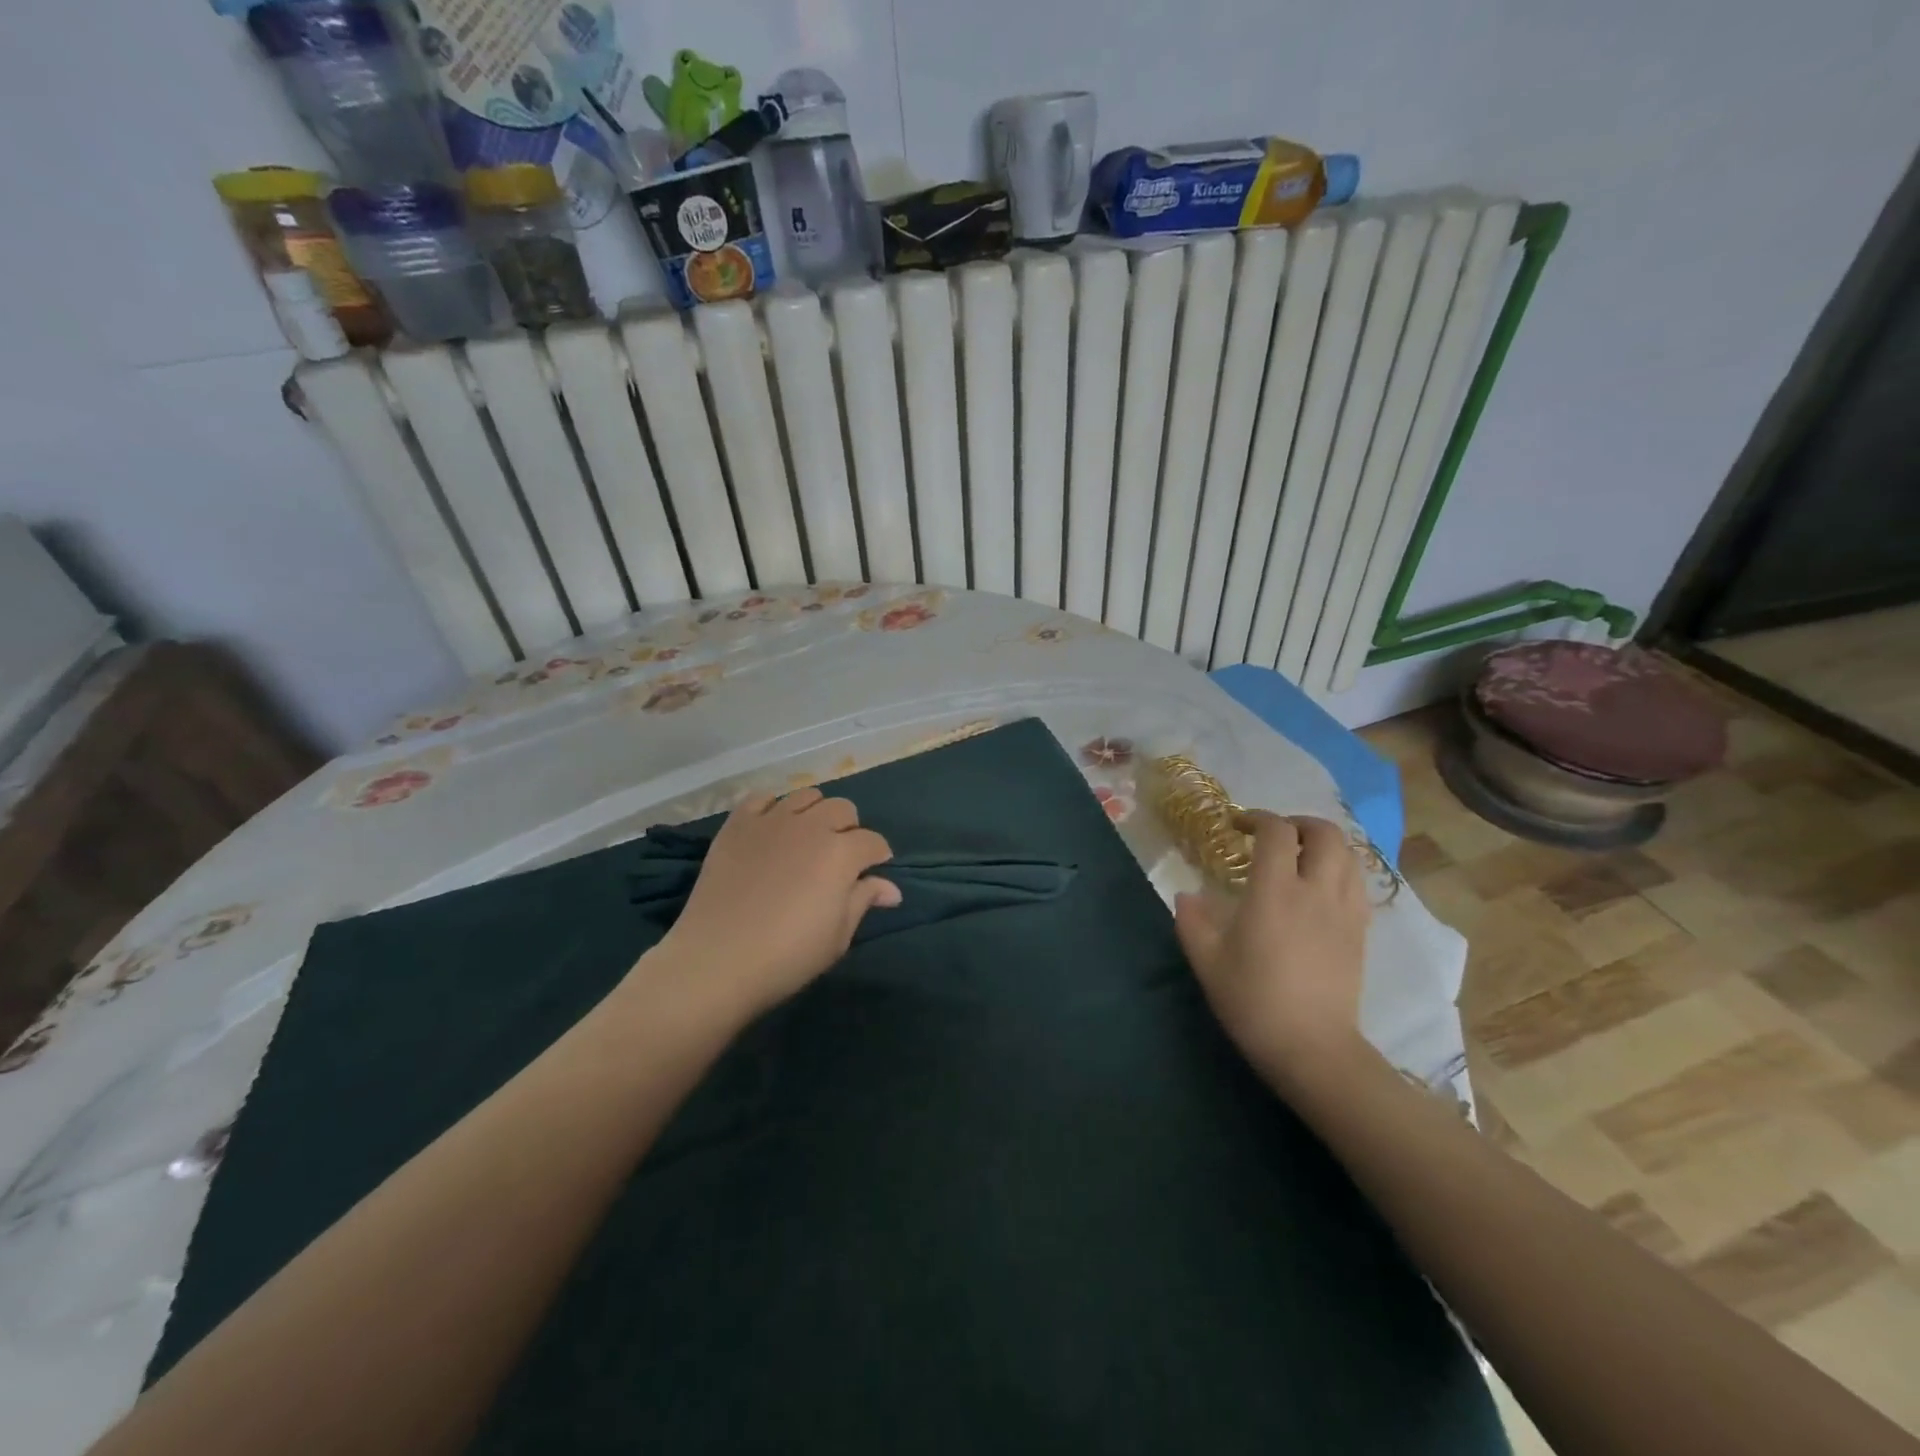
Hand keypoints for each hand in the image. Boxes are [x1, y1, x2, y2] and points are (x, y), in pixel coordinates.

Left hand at [653, 789, 899, 1019]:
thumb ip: (864, 901)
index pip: (873, 842)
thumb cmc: (787, 956)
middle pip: (842, 809)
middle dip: (849, 829)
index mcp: (841, 853)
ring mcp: (771, 821)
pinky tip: (771, 830)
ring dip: (815, 813)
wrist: (717, 960)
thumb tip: (891, 887)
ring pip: (806, 796)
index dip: (878, 857)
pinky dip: (772, 808)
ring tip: (807, 837)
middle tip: (840, 856)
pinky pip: (761, 798)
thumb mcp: (838, 937)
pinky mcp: (737, 824)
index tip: (873, 872)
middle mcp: (810, 826)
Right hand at [1174, 812, 1370, 1088]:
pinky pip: (1358, 884)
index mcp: (1275, 891)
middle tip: (1275, 835)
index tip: (1238, 825)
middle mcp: (1316, 890)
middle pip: (1324, 833)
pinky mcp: (1361, 932)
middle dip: (1299, 823)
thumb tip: (1187, 895)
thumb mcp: (1207, 961)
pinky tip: (1321, 888)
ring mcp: (1345, 911)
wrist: (1312, 1049)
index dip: (1257, 818)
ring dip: (1324, 844)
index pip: (1276, 832)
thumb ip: (1192, 921)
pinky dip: (1341, 871)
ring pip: (1348, 856)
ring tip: (1300, 856)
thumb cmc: (1253, 1001)